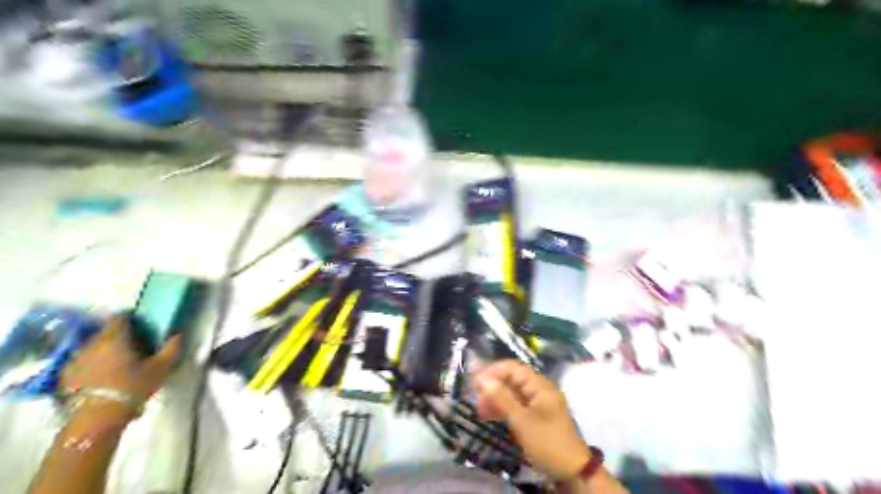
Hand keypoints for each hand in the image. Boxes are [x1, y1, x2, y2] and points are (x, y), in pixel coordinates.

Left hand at [61, 319, 180, 422]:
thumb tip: (178, 334)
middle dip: (119, 335)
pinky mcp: (67, 375)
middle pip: (106, 331)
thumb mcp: (161, 368)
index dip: (131, 318)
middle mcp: (92, 344)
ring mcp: (76, 359)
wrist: (96, 420)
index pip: (119, 317)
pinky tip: (104, 375)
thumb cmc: (132, 388)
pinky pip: (83, 361)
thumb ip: (171, 348)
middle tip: (136, 345)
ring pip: (93, 346)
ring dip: (106, 349)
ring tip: (120, 362)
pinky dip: (94, 363)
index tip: (142, 325)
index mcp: (115, 338)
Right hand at [476, 360, 590, 479]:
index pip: (513, 368)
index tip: (474, 380)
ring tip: (479, 408)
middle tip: (474, 397)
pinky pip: (516, 406)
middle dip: (492, 386)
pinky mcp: (536, 416)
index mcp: (540, 385)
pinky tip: (489, 415)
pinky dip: (503, 409)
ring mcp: (538, 403)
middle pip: (512, 380)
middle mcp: (539, 389)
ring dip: (496, 399)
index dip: (492, 371)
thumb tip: (482, 379)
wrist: (572, 471)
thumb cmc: (547, 441)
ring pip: (512, 394)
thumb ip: (502, 398)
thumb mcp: (521, 421)